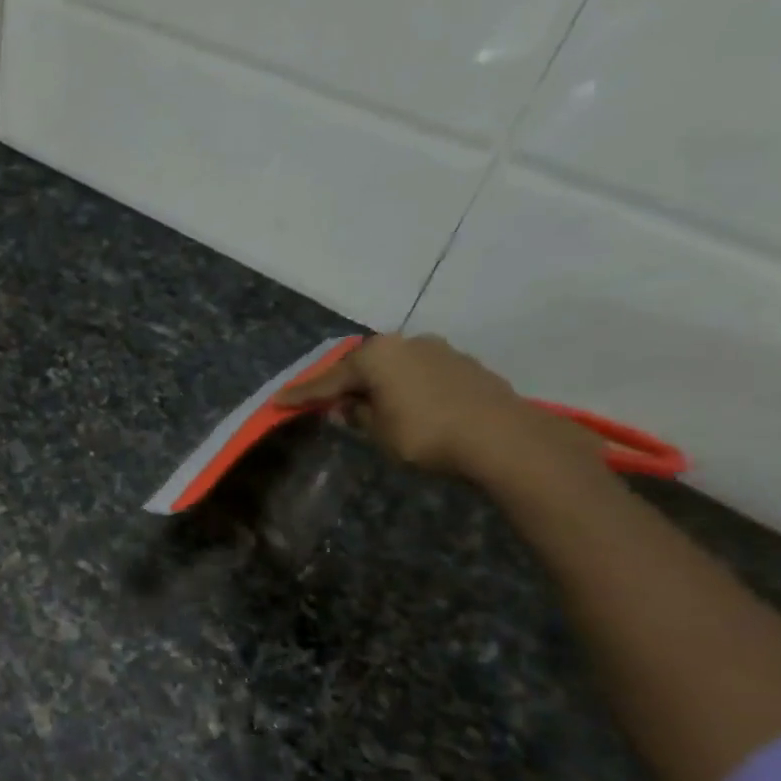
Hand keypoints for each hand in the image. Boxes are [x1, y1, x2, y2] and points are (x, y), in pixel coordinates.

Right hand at [276, 333, 598, 482]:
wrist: (502, 438)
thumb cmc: (425, 433)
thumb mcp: (378, 431)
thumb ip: (358, 414)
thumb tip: (348, 406)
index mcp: (376, 355)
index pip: (328, 379)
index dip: (302, 394)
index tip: (278, 400)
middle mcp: (404, 343)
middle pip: (363, 366)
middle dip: (344, 383)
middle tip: (326, 401)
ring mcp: (439, 350)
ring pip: (394, 368)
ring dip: (379, 385)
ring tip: (369, 405)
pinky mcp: (464, 365)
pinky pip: (420, 375)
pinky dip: (406, 388)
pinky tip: (407, 406)